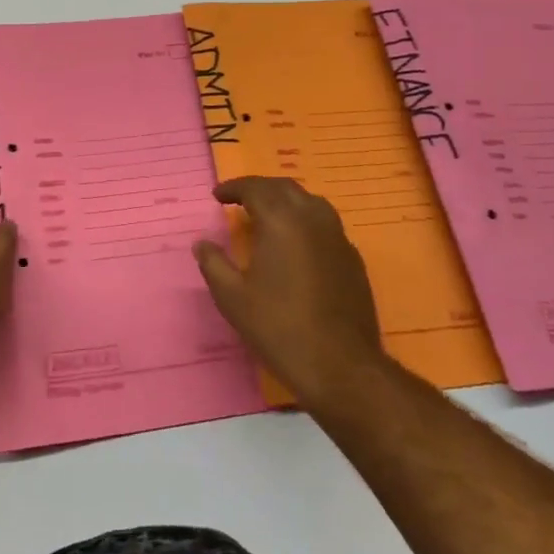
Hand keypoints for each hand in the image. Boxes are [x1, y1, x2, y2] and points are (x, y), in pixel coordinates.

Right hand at [194, 175, 384, 404]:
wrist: (340, 365)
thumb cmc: (279, 327)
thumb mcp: (232, 298)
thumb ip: (213, 264)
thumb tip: (202, 243)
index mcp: (281, 221)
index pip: (255, 188)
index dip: (234, 188)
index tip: (217, 196)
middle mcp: (312, 219)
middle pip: (284, 188)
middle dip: (259, 188)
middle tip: (239, 200)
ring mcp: (338, 237)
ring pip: (310, 202)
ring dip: (285, 200)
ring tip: (268, 215)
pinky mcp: (352, 258)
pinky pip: (325, 224)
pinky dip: (305, 221)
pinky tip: (296, 243)